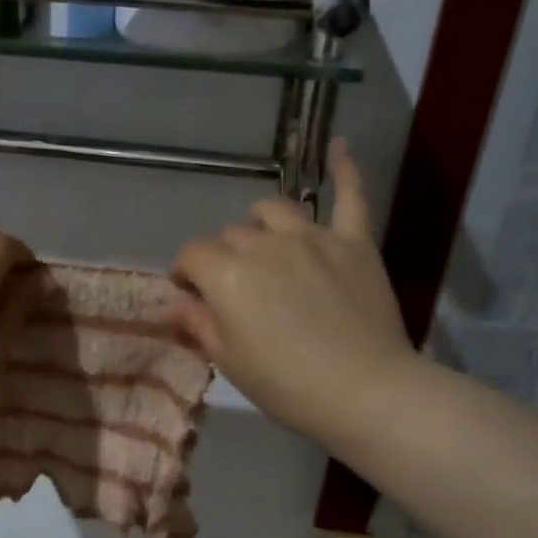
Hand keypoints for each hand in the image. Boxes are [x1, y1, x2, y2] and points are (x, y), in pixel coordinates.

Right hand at [170, 141, 414, 446]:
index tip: (187, 292)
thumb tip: (174, 302)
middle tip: (231, 288)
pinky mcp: (354, 241)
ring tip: (263, 243)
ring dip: (259, 223)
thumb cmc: (286, 385)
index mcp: (228, 275)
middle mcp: (265, 244)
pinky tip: (338, 146)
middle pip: (231, 235)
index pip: (192, 255)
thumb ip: (198, 323)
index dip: (184, 272)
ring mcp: (313, 236)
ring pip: (273, 209)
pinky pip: (350, 195)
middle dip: (222, 257)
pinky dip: (344, 169)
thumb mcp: (229, 361)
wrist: (363, 392)